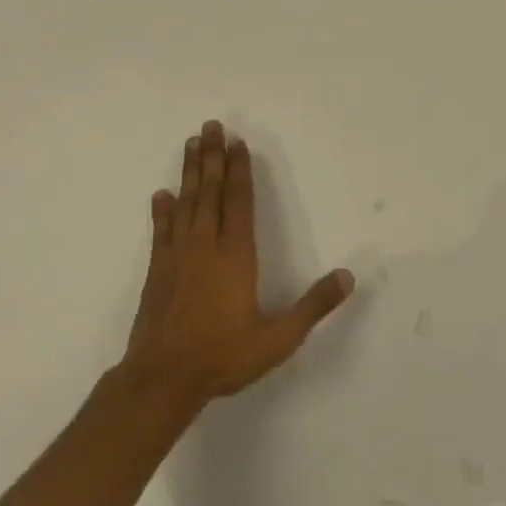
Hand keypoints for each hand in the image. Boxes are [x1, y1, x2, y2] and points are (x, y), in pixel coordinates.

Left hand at [124, 121, 355, 410]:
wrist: (162, 380)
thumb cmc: (223, 356)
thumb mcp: (278, 338)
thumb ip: (313, 306)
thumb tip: (348, 276)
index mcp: (236, 255)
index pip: (239, 202)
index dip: (240, 170)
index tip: (238, 142)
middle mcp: (206, 246)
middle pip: (210, 192)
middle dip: (213, 157)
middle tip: (211, 126)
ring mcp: (177, 256)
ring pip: (186, 203)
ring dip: (190, 172)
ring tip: (192, 144)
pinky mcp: (157, 271)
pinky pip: (161, 231)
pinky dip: (162, 211)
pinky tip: (161, 195)